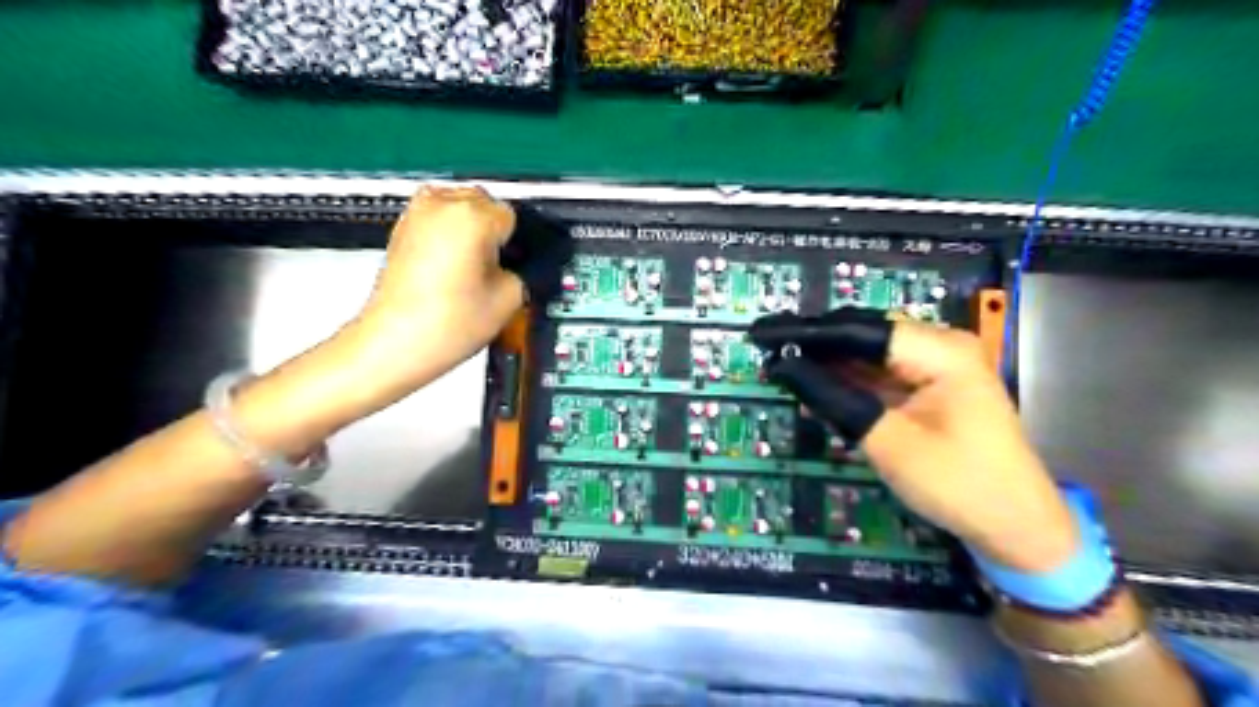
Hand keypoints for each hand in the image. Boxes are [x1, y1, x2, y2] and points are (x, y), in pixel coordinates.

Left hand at [357, 187, 522, 383]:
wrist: (396, 342)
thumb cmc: (441, 324)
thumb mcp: (510, 299)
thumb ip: (522, 271)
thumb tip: (518, 265)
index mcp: (473, 215)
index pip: (513, 214)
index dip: (518, 243)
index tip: (515, 261)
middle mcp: (441, 205)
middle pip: (484, 203)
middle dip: (493, 232)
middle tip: (494, 269)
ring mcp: (416, 215)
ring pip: (459, 208)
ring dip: (470, 231)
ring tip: (470, 271)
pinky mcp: (401, 230)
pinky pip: (437, 221)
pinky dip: (448, 238)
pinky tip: (452, 271)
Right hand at [751, 308, 1076, 572]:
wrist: (1017, 528)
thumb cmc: (958, 484)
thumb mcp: (888, 441)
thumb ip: (834, 398)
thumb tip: (783, 366)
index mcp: (940, 350)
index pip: (858, 330)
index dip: (807, 332)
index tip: (762, 334)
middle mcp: (939, 346)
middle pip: (863, 334)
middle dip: (814, 343)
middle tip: (766, 349)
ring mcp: (936, 367)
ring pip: (867, 353)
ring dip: (827, 361)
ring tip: (781, 362)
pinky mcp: (929, 388)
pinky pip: (878, 373)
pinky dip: (846, 379)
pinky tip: (815, 381)